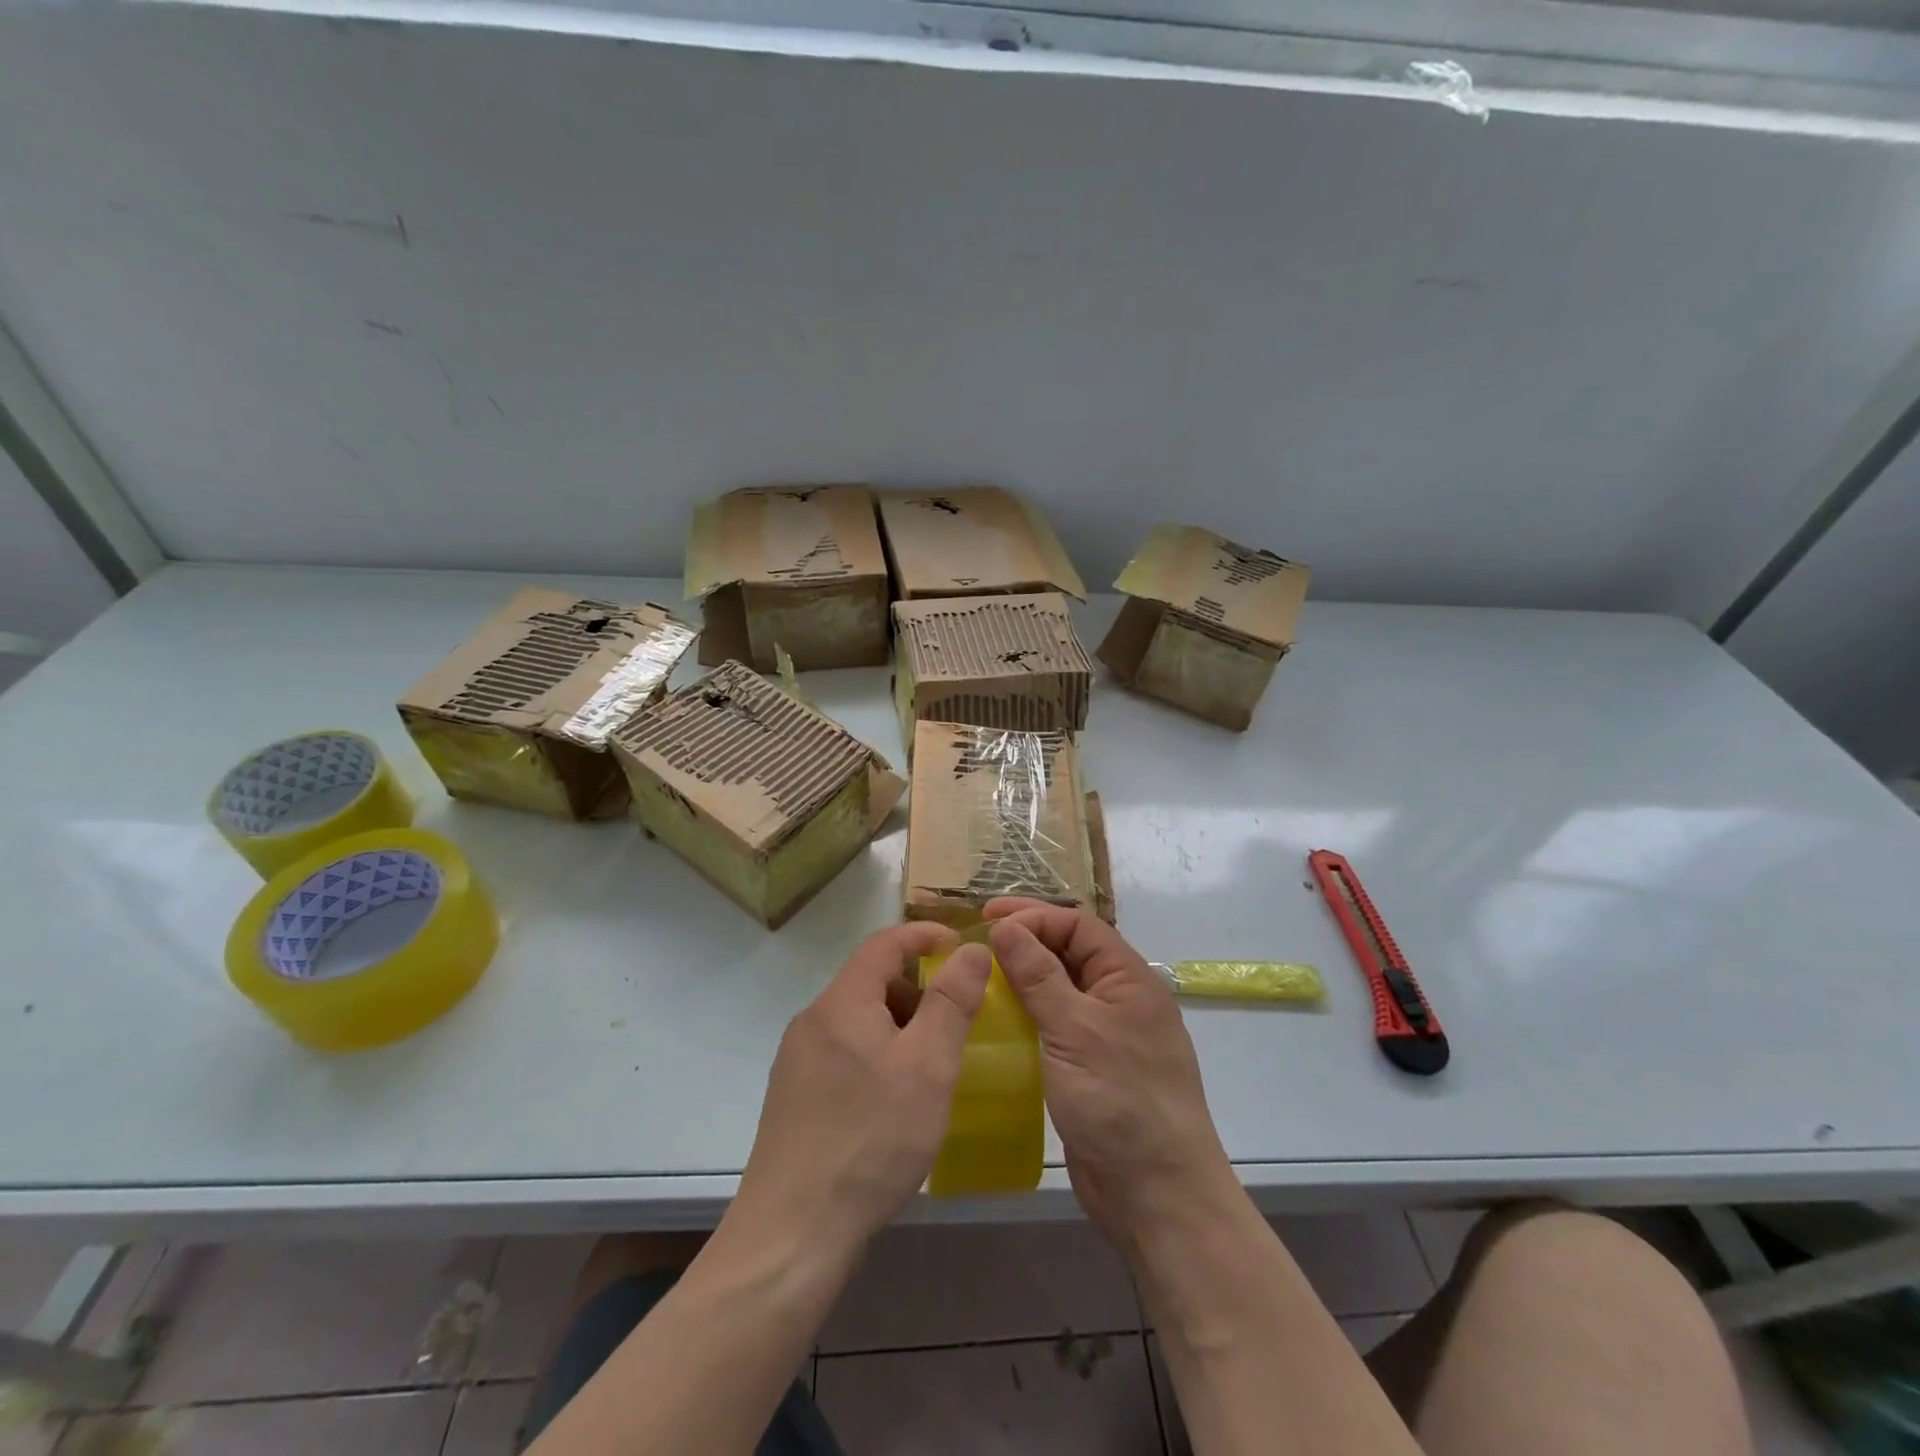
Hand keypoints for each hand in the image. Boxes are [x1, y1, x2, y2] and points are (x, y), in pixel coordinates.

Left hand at [733, 923, 992, 1260]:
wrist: (792, 1235)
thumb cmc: (871, 1140)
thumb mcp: (927, 1066)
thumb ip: (952, 1002)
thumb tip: (971, 949)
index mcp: (841, 1002)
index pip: (884, 943)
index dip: (925, 936)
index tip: (961, 948)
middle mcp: (812, 1021)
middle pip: (871, 982)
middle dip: (917, 991)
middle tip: (955, 1025)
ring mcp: (797, 1061)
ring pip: (858, 1021)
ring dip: (898, 1028)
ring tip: (930, 1070)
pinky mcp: (793, 1098)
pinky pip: (844, 1054)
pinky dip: (877, 1057)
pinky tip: (894, 1104)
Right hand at [984, 900, 1234, 1250]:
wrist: (1157, 1195)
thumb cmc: (1120, 1101)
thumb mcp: (1075, 1029)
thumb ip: (1039, 975)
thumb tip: (1006, 927)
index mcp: (1128, 978)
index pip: (1078, 926)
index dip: (1033, 916)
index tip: (986, 919)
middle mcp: (1119, 999)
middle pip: (1070, 952)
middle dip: (1026, 940)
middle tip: (976, 939)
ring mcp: (1106, 1035)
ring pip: (1060, 989)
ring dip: (1023, 977)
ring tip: (978, 974)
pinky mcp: (1090, 1068)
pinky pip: (1055, 1025)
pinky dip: (1027, 1015)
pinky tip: (995, 1020)